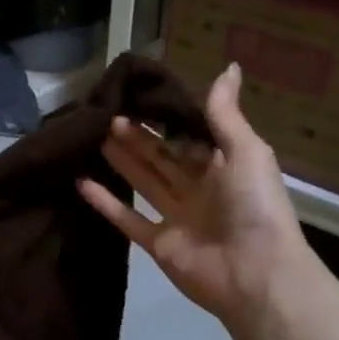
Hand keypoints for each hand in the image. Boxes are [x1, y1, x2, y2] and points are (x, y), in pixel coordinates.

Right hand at [78, 63, 313, 336]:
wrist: (256, 273)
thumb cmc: (255, 206)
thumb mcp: (246, 151)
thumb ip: (225, 113)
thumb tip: (230, 66)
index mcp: (224, 167)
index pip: (188, 137)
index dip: (164, 120)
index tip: (136, 98)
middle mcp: (199, 189)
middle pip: (162, 158)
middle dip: (137, 137)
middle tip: (106, 115)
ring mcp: (177, 218)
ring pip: (144, 183)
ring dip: (121, 161)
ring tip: (94, 136)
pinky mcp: (158, 244)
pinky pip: (128, 220)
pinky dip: (106, 202)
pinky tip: (82, 182)